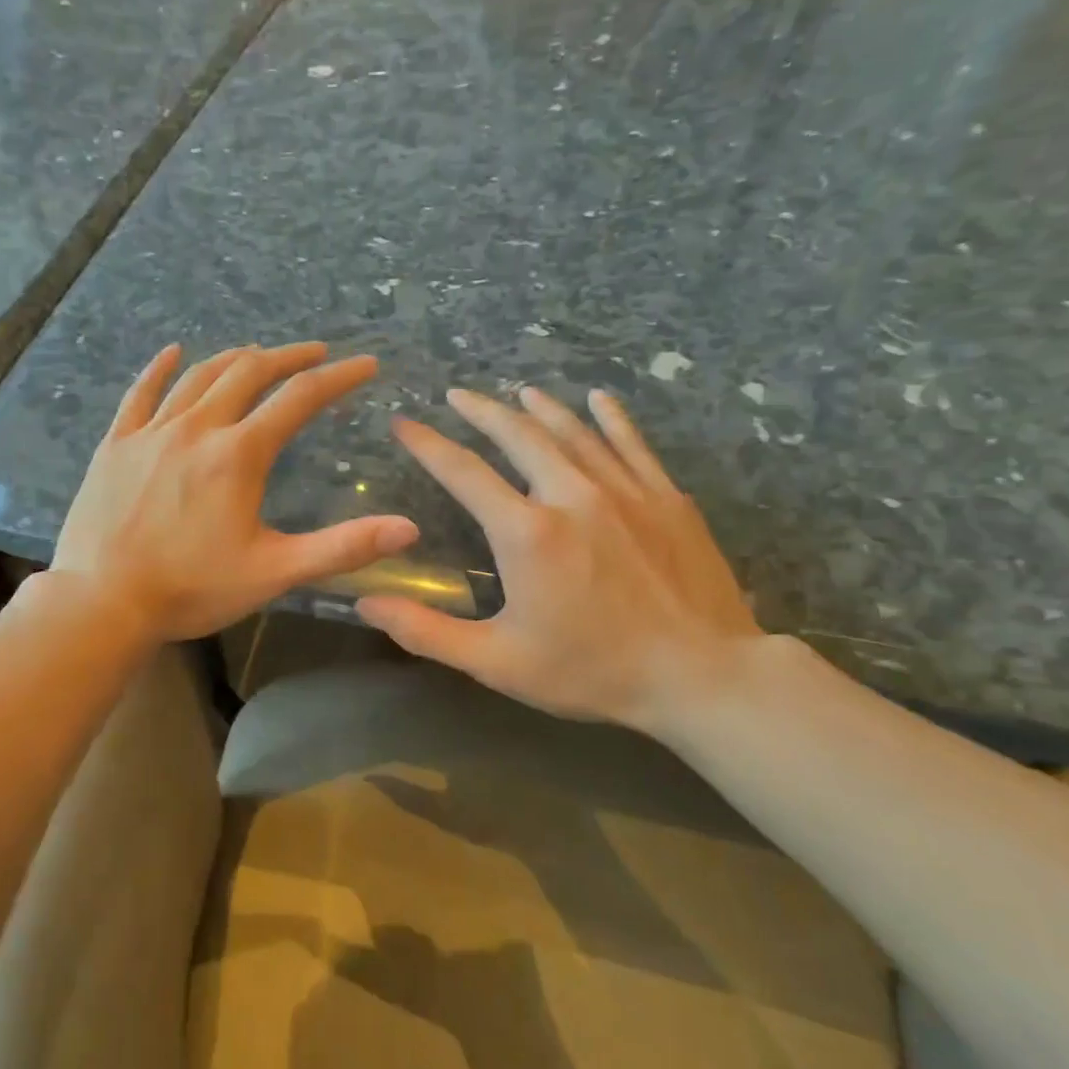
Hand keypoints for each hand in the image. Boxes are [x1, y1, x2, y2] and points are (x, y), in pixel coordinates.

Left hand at [53, 342, 419, 641]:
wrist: (102, 600)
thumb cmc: (191, 589)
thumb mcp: (274, 572)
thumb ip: (342, 547)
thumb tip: (408, 529)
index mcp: (239, 454)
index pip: (299, 399)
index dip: (338, 379)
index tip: (366, 365)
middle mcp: (196, 428)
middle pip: (248, 373)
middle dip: (287, 358)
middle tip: (314, 354)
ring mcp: (151, 433)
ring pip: (199, 377)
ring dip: (234, 359)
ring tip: (258, 353)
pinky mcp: (116, 445)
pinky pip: (140, 394)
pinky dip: (160, 369)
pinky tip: (173, 352)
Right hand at [356, 385, 760, 734]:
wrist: (703, 676)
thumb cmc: (591, 670)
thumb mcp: (496, 661)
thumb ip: (425, 630)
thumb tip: (366, 602)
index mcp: (525, 532)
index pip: (463, 472)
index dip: (427, 444)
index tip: (403, 423)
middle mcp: (571, 495)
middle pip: (518, 435)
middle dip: (481, 411)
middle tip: (456, 394)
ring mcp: (625, 491)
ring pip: (573, 431)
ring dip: (539, 407)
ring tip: (515, 391)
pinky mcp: (666, 498)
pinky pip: (632, 443)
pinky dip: (611, 417)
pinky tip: (599, 399)